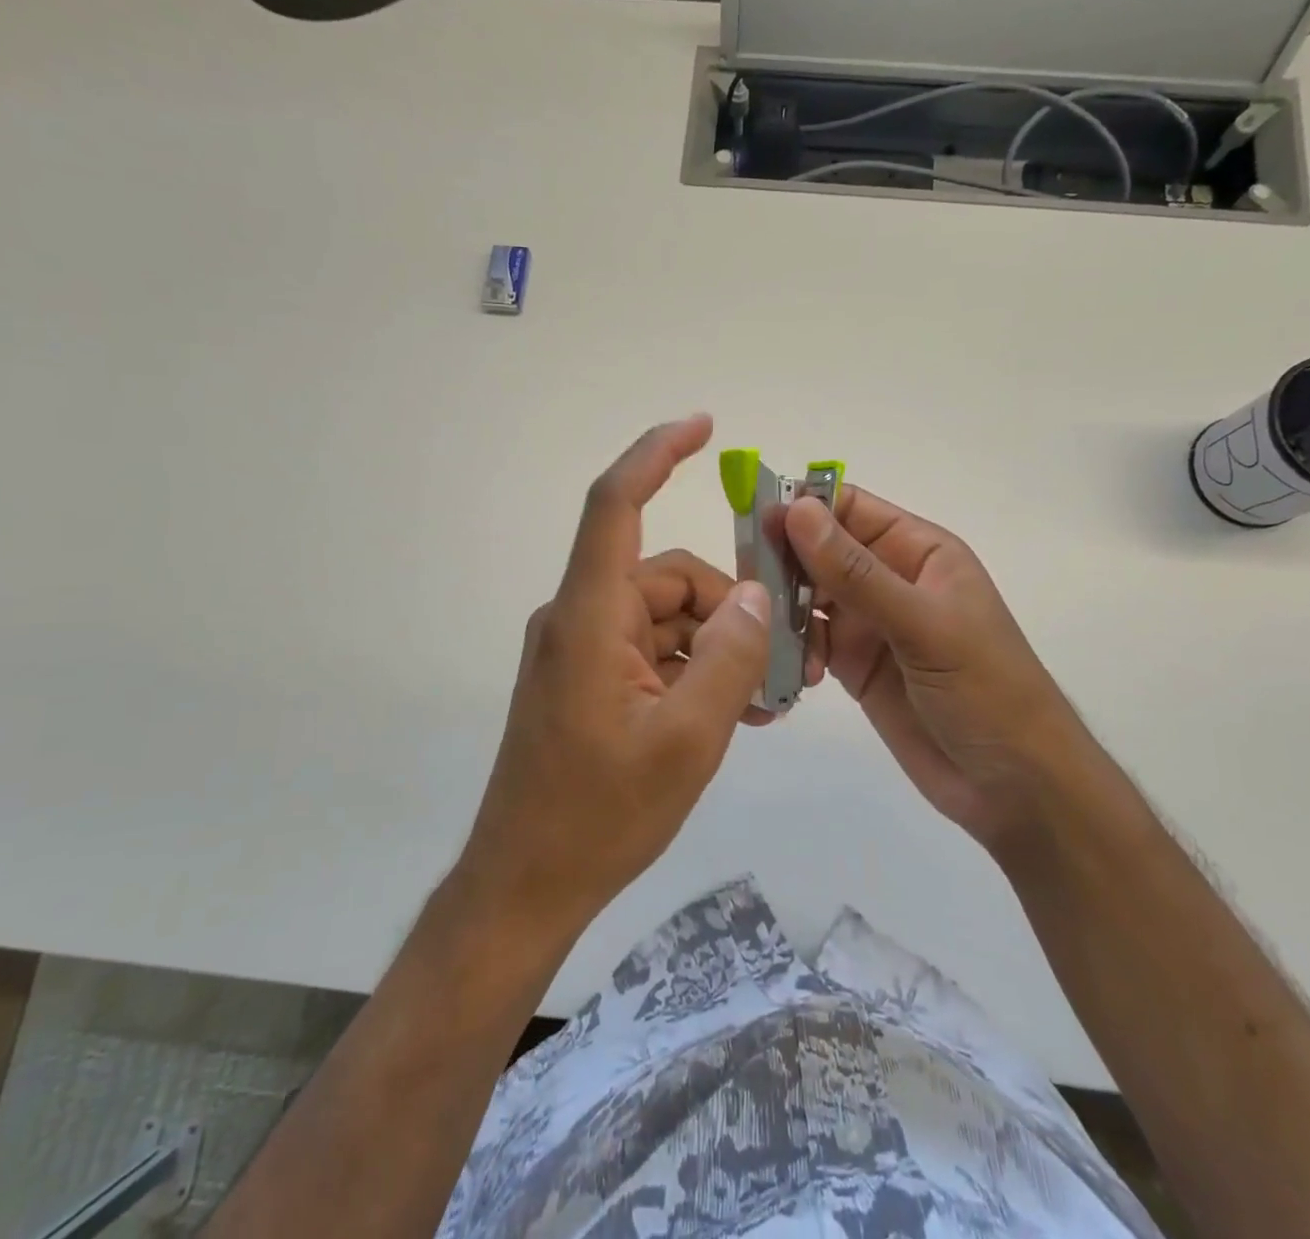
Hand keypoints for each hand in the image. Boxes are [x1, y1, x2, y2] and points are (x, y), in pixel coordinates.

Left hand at [458, 415, 773, 940]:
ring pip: (665, 618)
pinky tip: (728, 712)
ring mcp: (579, 650)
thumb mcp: (687, 740)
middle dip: (729, 610)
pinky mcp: (584, 679)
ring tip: (760, 703)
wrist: (526, 883)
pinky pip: (649, 650)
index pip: (614, 505)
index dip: (656, 455)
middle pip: (667, 579)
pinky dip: (691, 668)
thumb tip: (758, 597)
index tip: (703, 426)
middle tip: (783, 664)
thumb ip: (731, 659)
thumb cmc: (600, 814)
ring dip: (715, 647)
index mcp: (588, 617)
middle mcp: (578, 618)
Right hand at [784, 487, 1090, 853]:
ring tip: (768, 637)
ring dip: (784, 611)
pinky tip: (799, 675)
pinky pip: (809, 642)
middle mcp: (889, 578)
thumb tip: (796, 510)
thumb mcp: (924, 626)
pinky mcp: (853, 665)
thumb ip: (856, 572)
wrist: (1014, 788)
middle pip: (819, 551)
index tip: (754, 522)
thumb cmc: (986, 691)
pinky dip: (794, 651)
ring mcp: (869, 623)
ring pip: (808, 597)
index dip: (802, 509)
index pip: (849, 509)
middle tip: (747, 589)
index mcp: (917, 551)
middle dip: (784, 564)